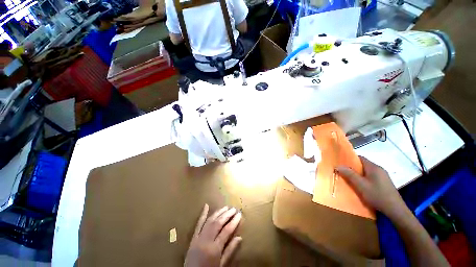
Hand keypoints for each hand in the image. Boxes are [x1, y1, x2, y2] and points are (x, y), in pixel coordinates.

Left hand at [184, 204, 241, 266]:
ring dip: (218, 212)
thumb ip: (230, 251)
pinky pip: (198, 224)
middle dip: (227, 214)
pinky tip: (206, 206)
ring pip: (210, 221)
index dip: (234, 222)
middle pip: (218, 223)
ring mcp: (199, 237)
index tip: (239, 215)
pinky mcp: (193, 237)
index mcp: (214, 248)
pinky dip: (202, 214)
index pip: (226, 231)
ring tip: (226, 207)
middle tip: (234, 209)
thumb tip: (239, 237)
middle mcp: (206, 240)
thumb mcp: (221, 265)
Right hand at [336, 156, 407, 217]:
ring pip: (367, 171)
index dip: (350, 159)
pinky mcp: (384, 183)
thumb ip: (349, 174)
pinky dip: (364, 179)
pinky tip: (361, 186)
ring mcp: (383, 176)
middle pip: (363, 164)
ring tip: (350, 179)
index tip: (341, 164)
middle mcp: (379, 169)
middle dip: (353, 168)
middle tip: (343, 172)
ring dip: (358, 174)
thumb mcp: (361, 185)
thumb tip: (338, 166)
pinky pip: (371, 177)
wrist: (395, 210)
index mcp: (374, 167)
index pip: (360, 158)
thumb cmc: (377, 195)